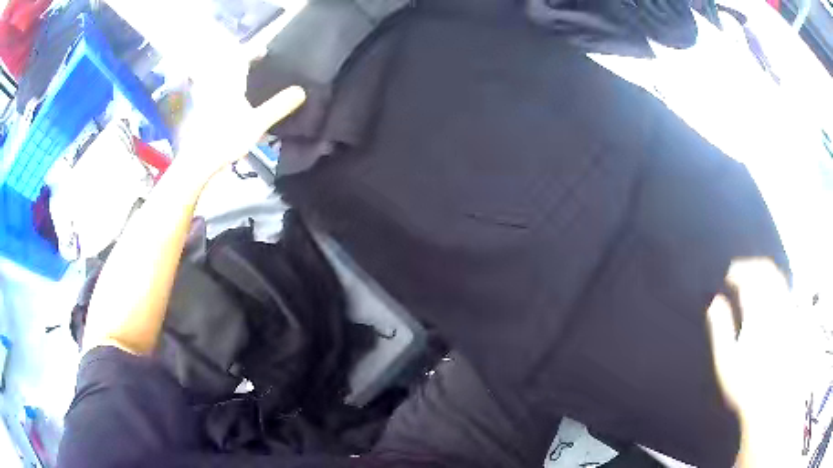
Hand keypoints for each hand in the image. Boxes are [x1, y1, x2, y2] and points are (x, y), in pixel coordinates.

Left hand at [173, 55, 304, 180]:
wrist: (198, 161)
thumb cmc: (226, 139)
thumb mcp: (257, 123)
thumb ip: (278, 106)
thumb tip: (302, 91)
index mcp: (231, 84)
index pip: (241, 58)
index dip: (253, 51)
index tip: (264, 50)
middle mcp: (216, 87)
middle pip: (225, 65)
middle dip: (237, 60)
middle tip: (251, 62)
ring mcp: (205, 99)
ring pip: (215, 78)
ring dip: (226, 74)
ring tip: (239, 78)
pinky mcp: (200, 112)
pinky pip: (209, 92)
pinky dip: (217, 89)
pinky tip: (224, 99)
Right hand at [706, 259, 805, 466]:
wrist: (770, 399)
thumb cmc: (745, 384)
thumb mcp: (726, 361)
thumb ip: (720, 329)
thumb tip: (714, 301)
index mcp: (757, 312)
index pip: (748, 278)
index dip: (737, 271)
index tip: (728, 275)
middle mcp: (774, 305)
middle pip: (765, 270)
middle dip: (751, 266)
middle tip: (740, 272)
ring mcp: (786, 309)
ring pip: (777, 276)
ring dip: (763, 271)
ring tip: (753, 278)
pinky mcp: (792, 317)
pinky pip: (785, 289)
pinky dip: (774, 283)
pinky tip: (768, 293)